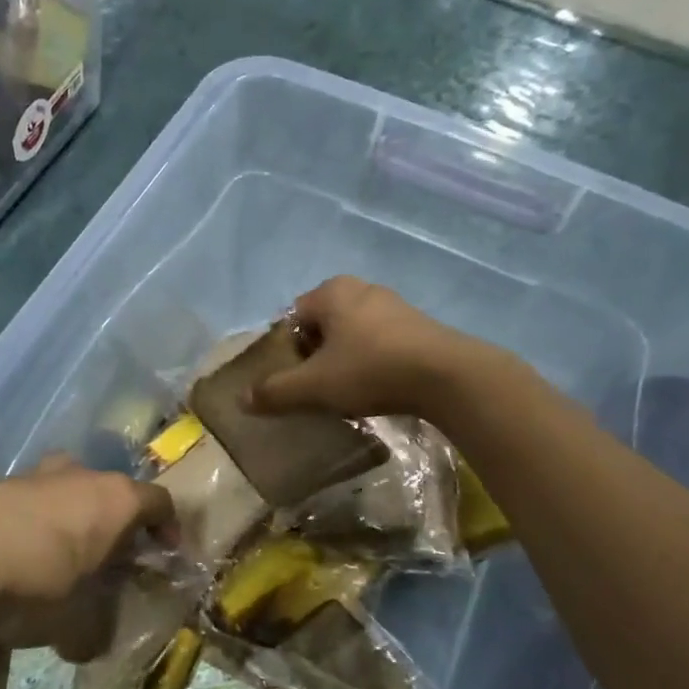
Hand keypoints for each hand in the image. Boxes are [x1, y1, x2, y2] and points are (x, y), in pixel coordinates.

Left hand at [0, 457, 173, 660]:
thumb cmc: (35, 583)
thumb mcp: (73, 624)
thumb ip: (92, 633)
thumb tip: (89, 646)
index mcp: (116, 500)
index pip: (160, 503)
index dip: (168, 528)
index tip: (165, 554)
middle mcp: (82, 475)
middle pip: (112, 493)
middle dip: (114, 525)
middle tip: (106, 561)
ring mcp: (37, 474)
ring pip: (67, 492)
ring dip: (68, 521)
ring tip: (54, 561)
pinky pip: (28, 502)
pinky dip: (30, 524)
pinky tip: (11, 558)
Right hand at [245, 276, 495, 420]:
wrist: (446, 376)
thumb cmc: (370, 370)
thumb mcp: (314, 386)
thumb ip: (276, 391)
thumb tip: (242, 399)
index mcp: (331, 292)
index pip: (292, 319)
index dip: (285, 352)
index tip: (291, 381)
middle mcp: (361, 289)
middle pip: (322, 326)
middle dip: (315, 356)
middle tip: (316, 388)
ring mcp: (394, 305)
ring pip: (352, 334)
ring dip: (344, 359)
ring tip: (346, 392)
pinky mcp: (418, 326)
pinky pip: (380, 342)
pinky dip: (371, 361)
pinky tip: (377, 387)